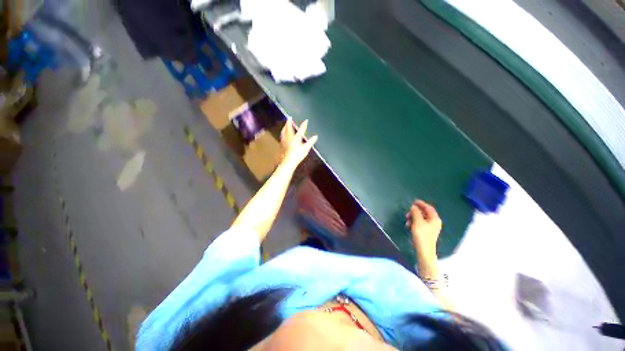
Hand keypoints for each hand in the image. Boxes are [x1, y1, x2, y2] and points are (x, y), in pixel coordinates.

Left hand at [280, 120, 317, 169]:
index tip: (306, 120)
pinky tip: (282, 135)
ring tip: (285, 125)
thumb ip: (311, 142)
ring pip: (283, 132)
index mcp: (296, 138)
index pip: (301, 130)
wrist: (288, 161)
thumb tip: (316, 136)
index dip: (304, 125)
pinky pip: (282, 137)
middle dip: (289, 123)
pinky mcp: (281, 145)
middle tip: (289, 118)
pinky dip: (282, 134)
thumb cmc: (298, 155)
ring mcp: (284, 141)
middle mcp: (289, 137)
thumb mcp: (306, 149)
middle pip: (288, 128)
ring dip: (284, 127)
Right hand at [406, 200, 441, 255]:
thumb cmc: (422, 236)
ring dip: (414, 219)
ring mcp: (431, 229)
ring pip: (422, 220)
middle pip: (425, 214)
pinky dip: (415, 225)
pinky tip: (409, 227)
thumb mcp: (418, 222)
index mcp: (435, 218)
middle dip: (415, 213)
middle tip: (407, 214)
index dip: (421, 204)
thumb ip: (415, 213)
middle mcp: (435, 223)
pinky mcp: (427, 235)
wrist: (424, 252)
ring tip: (407, 223)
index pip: (428, 208)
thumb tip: (413, 207)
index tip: (413, 202)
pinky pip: (421, 226)